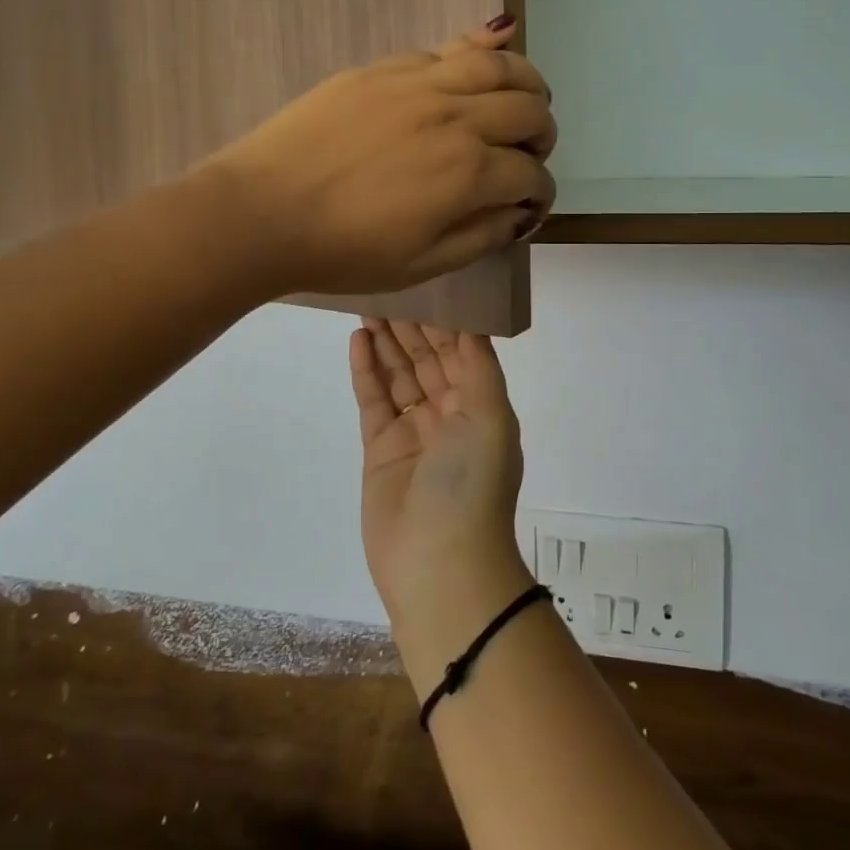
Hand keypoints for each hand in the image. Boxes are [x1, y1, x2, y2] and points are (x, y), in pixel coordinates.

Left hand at [199, 19, 555, 296]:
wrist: (262, 211)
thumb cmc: (342, 251)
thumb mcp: (421, 265)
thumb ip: (481, 236)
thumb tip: (519, 212)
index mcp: (467, 174)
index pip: (530, 175)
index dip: (540, 193)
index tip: (531, 204)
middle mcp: (455, 118)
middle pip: (527, 111)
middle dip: (543, 135)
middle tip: (529, 153)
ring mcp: (418, 85)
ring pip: (497, 65)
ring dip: (525, 81)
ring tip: (524, 97)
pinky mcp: (383, 69)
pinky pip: (445, 49)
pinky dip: (478, 50)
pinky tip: (489, 49)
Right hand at [350, 319, 534, 687]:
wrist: (439, 565)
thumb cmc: (472, 484)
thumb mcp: (491, 418)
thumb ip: (479, 367)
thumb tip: (471, 323)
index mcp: (481, 406)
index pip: (462, 351)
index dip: (445, 319)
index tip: (427, 284)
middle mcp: (449, 414)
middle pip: (427, 359)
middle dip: (411, 326)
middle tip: (387, 288)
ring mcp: (413, 432)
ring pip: (398, 375)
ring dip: (386, 342)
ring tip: (367, 304)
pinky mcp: (381, 449)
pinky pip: (373, 401)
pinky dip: (366, 371)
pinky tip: (358, 340)